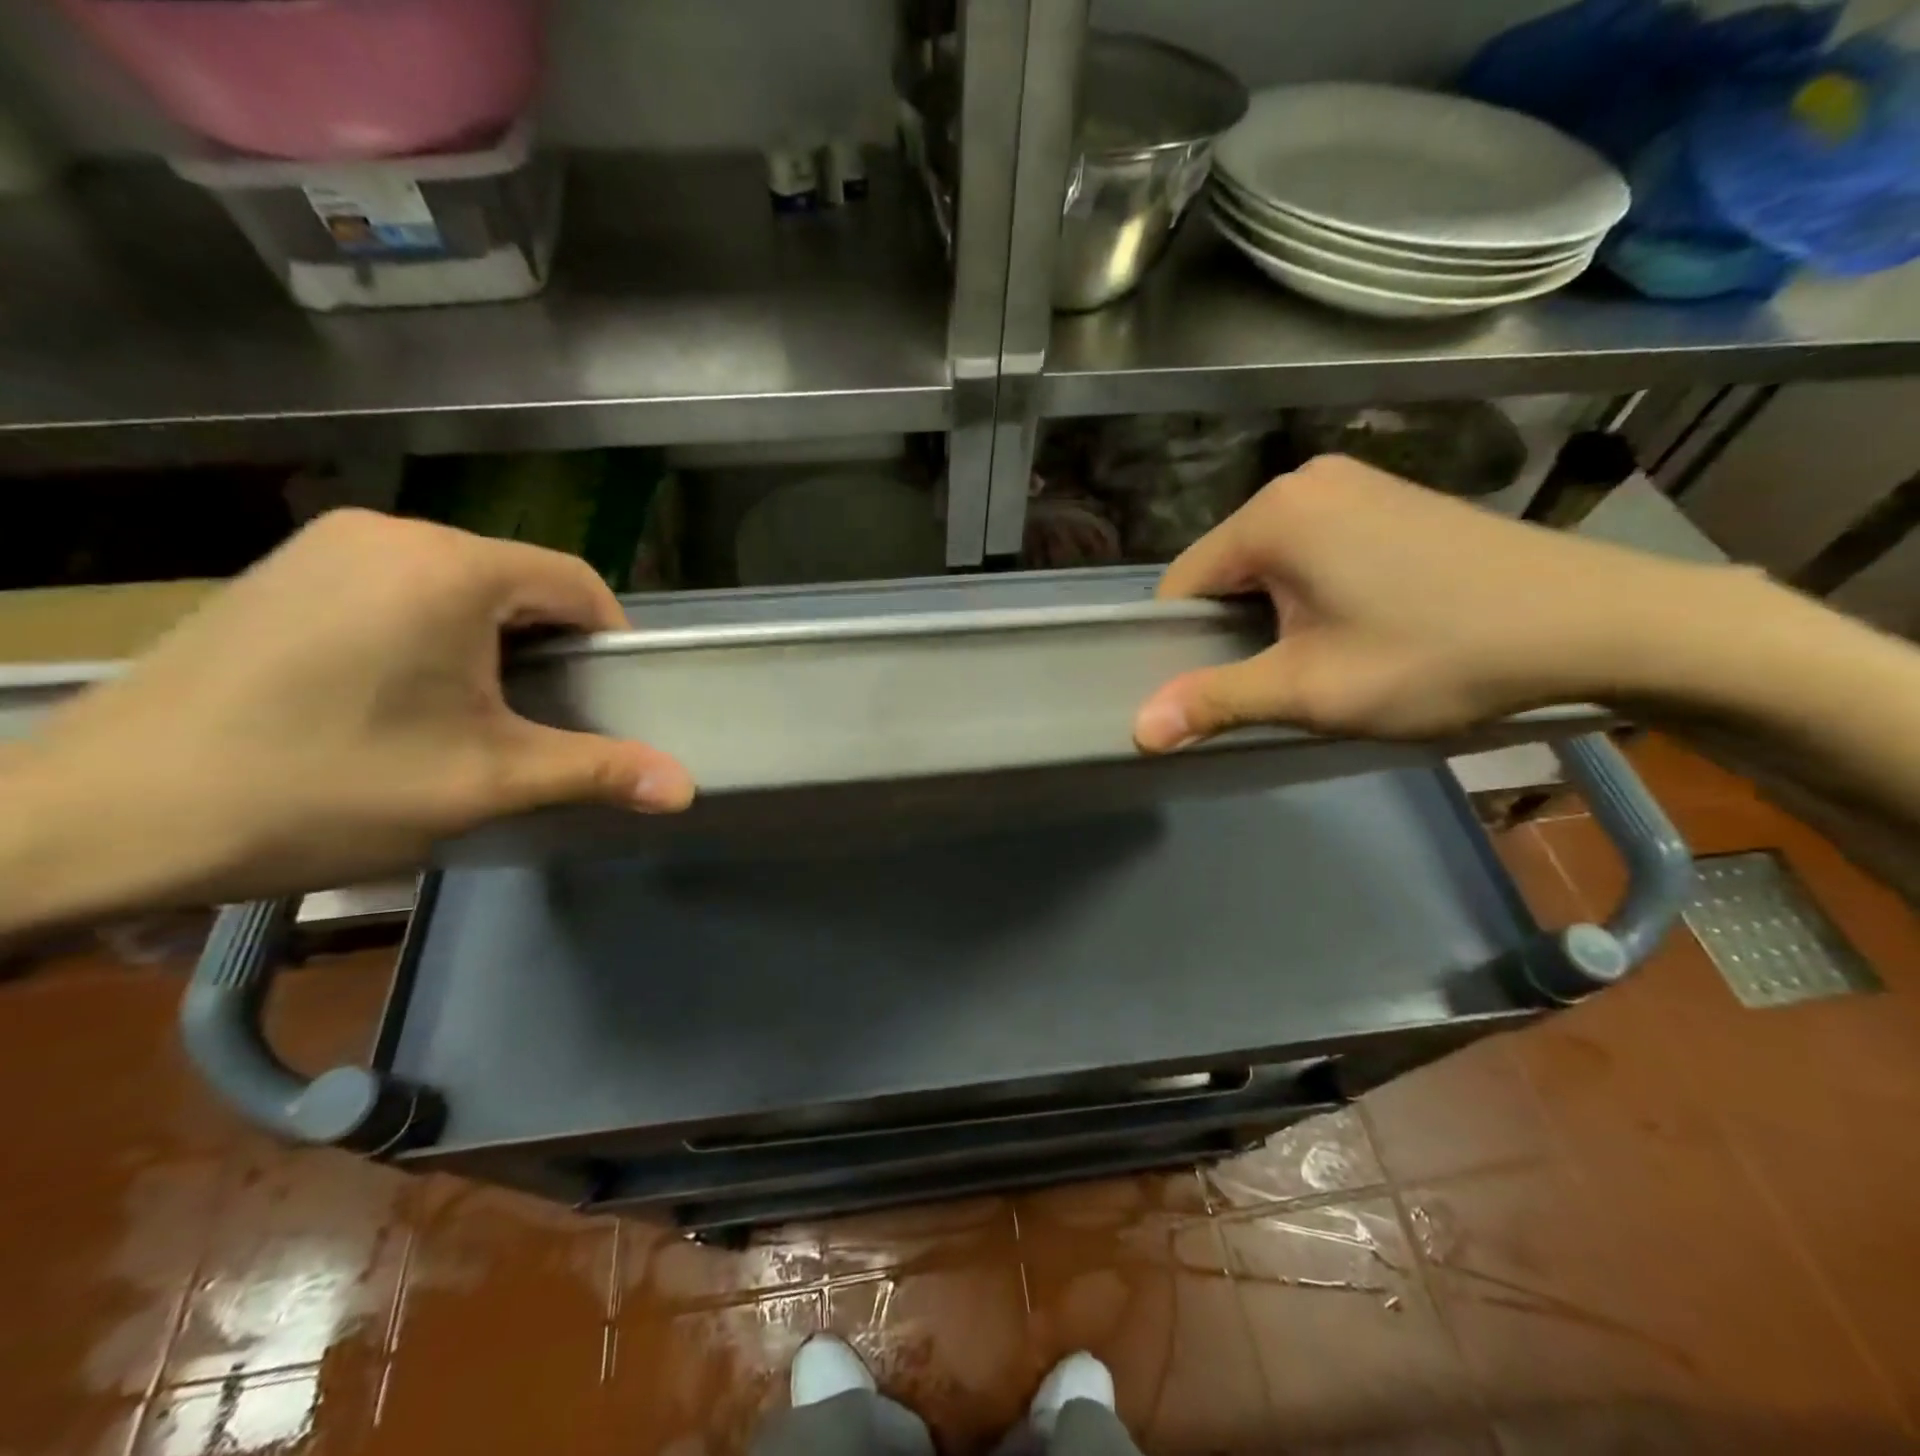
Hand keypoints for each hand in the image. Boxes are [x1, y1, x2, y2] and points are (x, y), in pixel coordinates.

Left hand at [4, 510, 691, 929]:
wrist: (102, 816)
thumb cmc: (321, 787)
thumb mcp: (482, 783)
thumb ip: (596, 771)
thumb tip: (687, 789)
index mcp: (451, 567)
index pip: (578, 584)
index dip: (611, 643)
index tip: (608, 704)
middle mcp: (393, 532)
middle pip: (521, 581)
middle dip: (551, 648)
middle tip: (544, 721)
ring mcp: (329, 544)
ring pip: (463, 584)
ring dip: (495, 641)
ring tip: (477, 714)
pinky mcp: (287, 568)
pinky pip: (403, 586)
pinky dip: (436, 631)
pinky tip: (404, 693)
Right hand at [1133, 455, 1730, 750]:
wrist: (1599, 622)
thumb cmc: (1437, 656)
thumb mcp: (1312, 691)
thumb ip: (1217, 701)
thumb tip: (1138, 730)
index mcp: (1273, 515)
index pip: (1182, 585)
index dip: (1184, 644)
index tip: (1216, 688)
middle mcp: (1304, 481)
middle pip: (1226, 569)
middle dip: (1235, 628)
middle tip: (1279, 680)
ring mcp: (1354, 481)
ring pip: (1271, 560)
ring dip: (1275, 611)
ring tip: (1323, 656)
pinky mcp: (1391, 494)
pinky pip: (1315, 546)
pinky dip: (1313, 588)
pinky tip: (1360, 623)